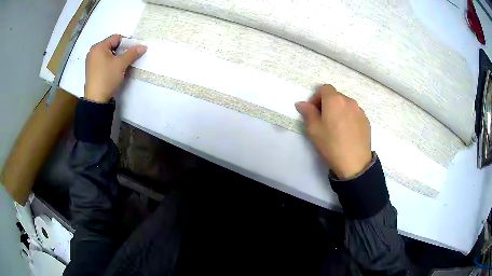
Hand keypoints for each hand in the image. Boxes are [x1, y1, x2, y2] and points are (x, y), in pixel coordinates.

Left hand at [85, 34, 146, 102]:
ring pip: (108, 54)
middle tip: (127, 59)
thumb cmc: (107, 78)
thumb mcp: (121, 64)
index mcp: (99, 46)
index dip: (126, 43)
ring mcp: (91, 61)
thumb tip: (144, 46)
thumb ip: (132, 53)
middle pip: (111, 45)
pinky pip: (103, 61)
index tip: (132, 52)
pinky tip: (113, 71)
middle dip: (121, 51)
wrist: (96, 100)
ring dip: (116, 57)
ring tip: (120, 66)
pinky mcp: (91, 69)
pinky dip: (109, 63)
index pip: (116, 38)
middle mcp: (93, 51)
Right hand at [295, 84, 371, 179]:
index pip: (324, 88)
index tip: (314, 111)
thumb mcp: (314, 129)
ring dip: (339, 110)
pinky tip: (347, 133)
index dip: (316, 97)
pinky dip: (349, 118)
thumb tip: (301, 103)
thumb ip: (307, 112)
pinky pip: (354, 114)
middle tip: (323, 120)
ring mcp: (360, 111)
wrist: (355, 163)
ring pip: (346, 105)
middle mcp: (349, 101)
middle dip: (327, 103)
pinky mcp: (366, 121)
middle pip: (336, 96)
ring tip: (336, 127)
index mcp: (334, 100)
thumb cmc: (331, 144)